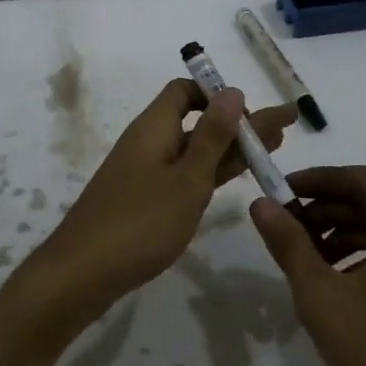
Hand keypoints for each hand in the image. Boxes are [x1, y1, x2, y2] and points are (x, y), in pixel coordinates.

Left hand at [27, 80, 296, 327]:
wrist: (81, 274)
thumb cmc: (139, 223)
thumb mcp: (186, 179)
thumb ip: (212, 137)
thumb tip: (233, 91)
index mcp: (154, 127)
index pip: (185, 91)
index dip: (218, 94)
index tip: (251, 113)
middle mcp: (148, 142)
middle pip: (196, 120)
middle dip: (239, 123)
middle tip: (284, 128)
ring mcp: (144, 173)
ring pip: (193, 150)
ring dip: (230, 147)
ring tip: (273, 148)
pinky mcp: (143, 200)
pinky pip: (183, 173)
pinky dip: (210, 171)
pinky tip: (232, 176)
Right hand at [251, 166, 365, 365]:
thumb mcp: (322, 295)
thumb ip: (289, 243)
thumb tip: (261, 205)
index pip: (362, 179)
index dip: (318, 180)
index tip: (283, 191)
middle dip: (330, 212)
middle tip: (290, 227)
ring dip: (348, 238)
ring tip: (310, 261)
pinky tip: (345, 288)